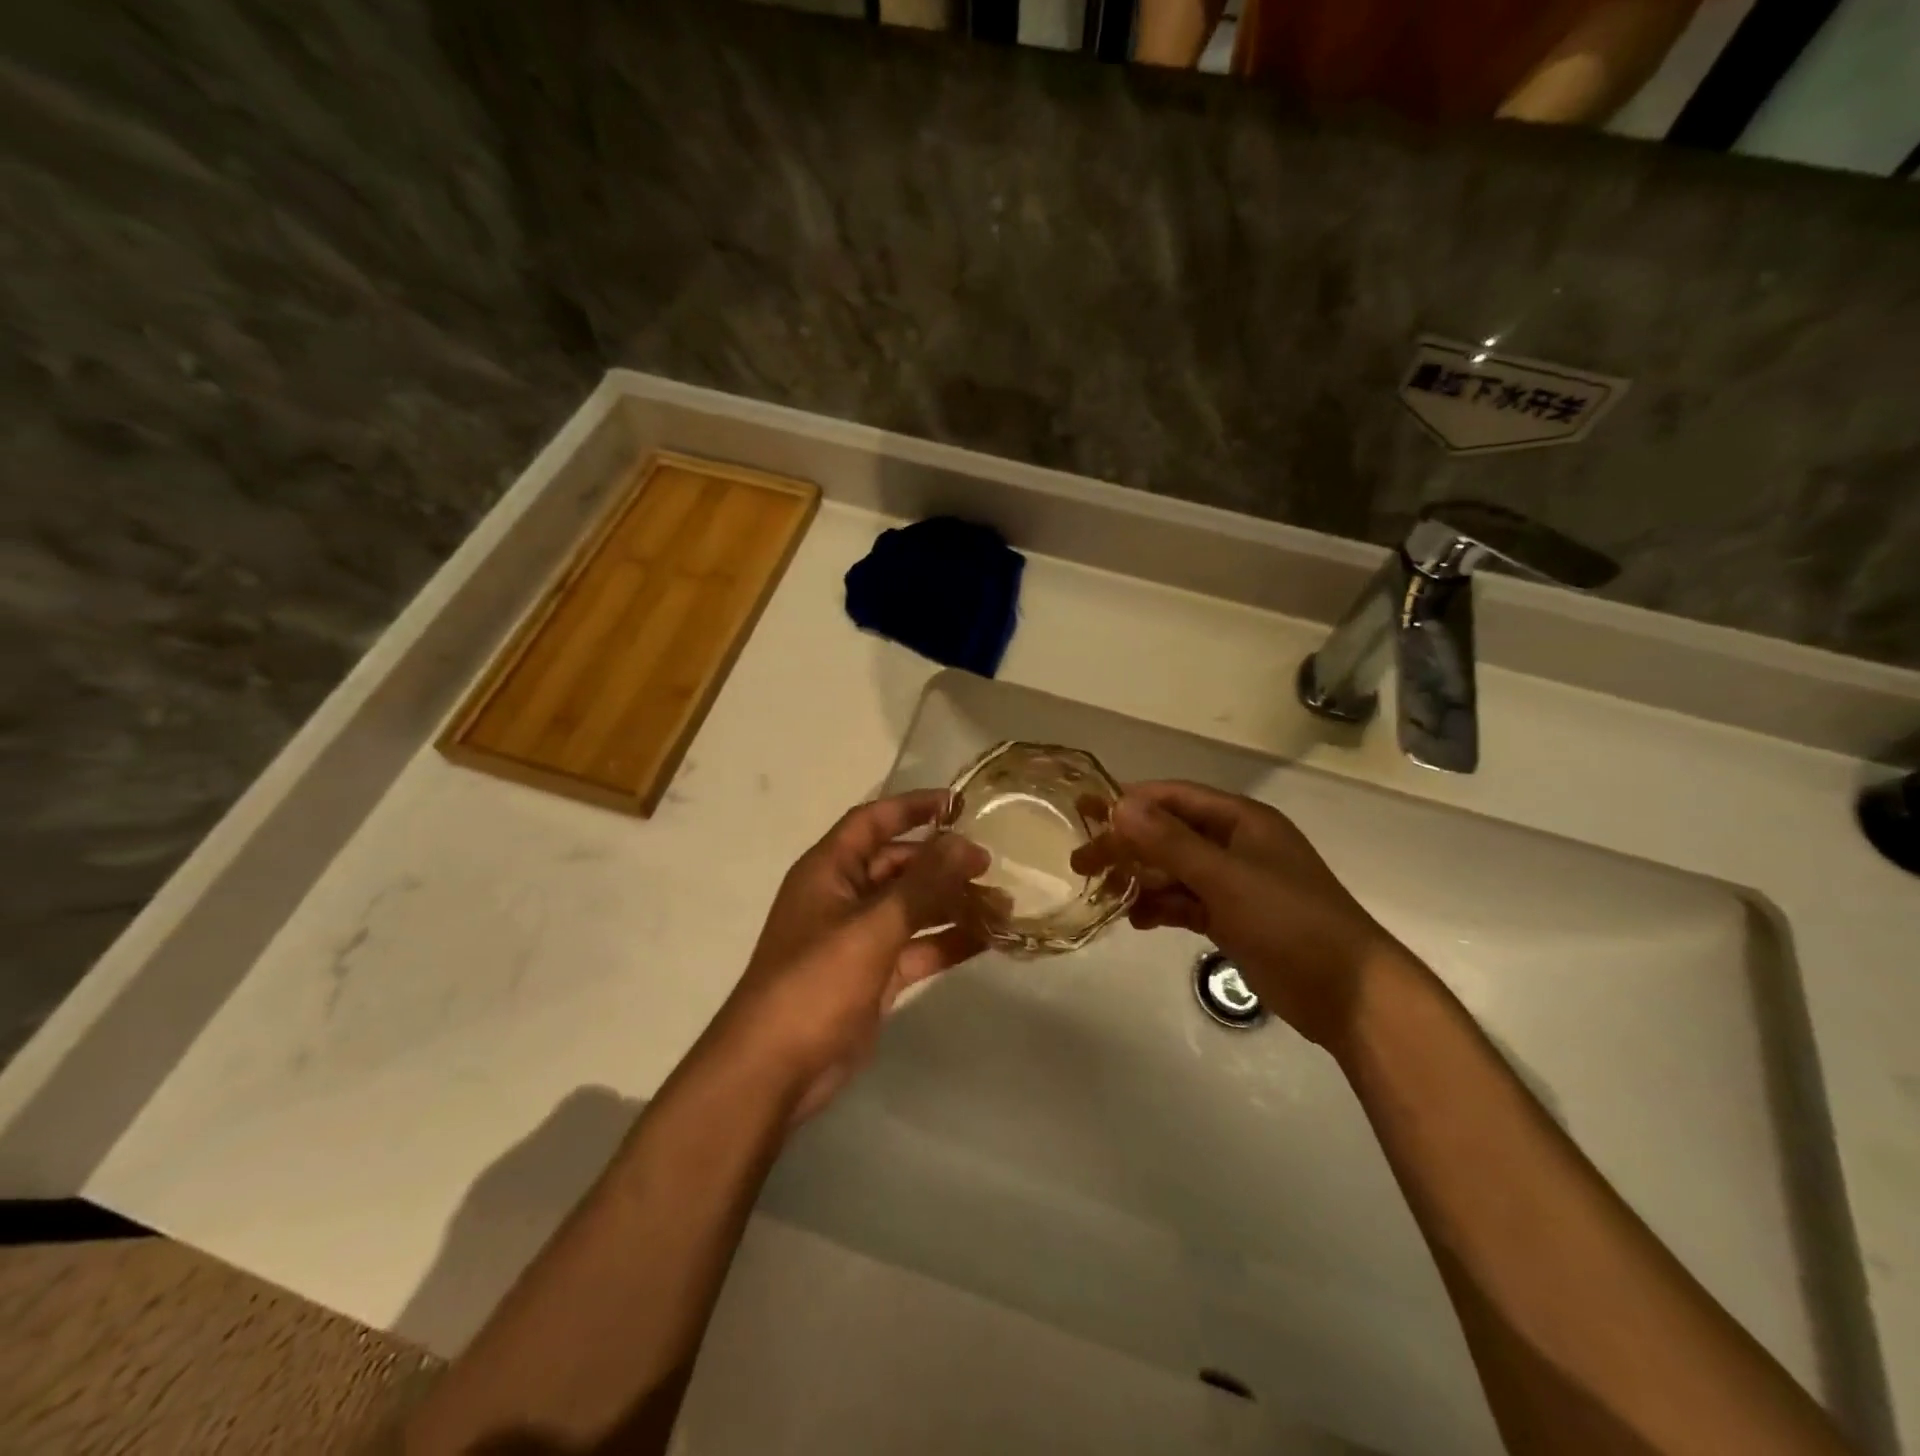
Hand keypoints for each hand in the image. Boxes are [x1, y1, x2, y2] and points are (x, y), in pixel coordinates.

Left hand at [706, 791, 989, 1122]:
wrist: (775, 1070)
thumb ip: (922, 885)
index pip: (872, 822)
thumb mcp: (872, 926)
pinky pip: (917, 948)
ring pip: (912, 909)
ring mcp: (858, 939)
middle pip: (898, 865)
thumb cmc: (815, 982)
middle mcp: (843, 897)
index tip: (959, 804)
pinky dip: (947, 942)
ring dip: (952, 904)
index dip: (912, 807)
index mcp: (829, 871)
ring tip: (1003, 906)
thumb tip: (964, 843)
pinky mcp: (874, 977)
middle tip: (990, 865)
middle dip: (942, 863)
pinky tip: (987, 939)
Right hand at [1074, 781, 1416, 1049]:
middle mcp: (1235, 845)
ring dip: (1140, 879)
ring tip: (1102, 893)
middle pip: (1168, 834)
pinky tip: (1137, 920)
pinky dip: (1161, 907)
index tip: (1086, 812)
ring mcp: (1234, 883)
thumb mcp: (1225, 878)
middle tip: (1081, 862)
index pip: (1174, 798)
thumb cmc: (1289, 922)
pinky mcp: (1233, 918)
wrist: (1348, 994)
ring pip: (1174, 870)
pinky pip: (1186, 903)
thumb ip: (1170, 843)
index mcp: (1241, 821)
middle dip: (1127, 845)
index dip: (1130, 802)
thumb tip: (1120, 805)